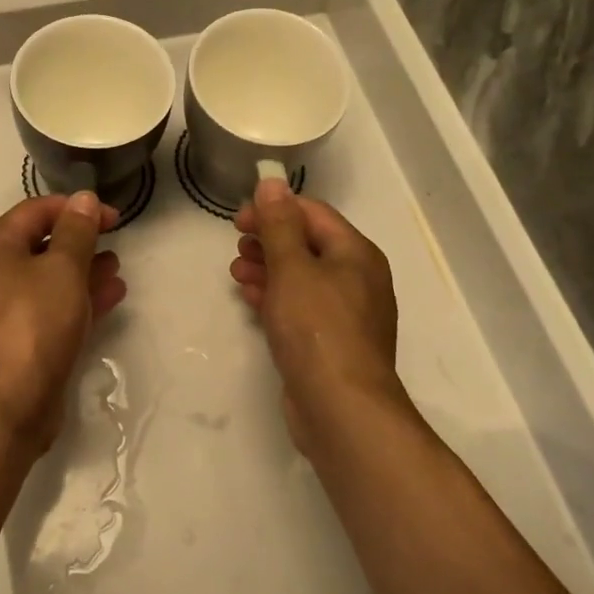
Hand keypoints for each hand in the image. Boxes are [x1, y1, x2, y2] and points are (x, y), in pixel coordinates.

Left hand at [0, 192, 126, 450]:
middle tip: (116, 241)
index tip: (115, 218)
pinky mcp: (19, 344)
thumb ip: (76, 231)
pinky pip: (52, 310)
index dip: (77, 208)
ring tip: (117, 269)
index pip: (37, 210)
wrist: (0, 408)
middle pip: (41, 244)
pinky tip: (111, 297)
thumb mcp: (61, 268)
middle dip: (80, 241)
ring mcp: (4, 312)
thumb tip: (83, 198)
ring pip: (49, 280)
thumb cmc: (31, 324)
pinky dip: (79, 301)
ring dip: (83, 271)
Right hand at [232, 175, 401, 453]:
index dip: (274, 209)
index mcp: (356, 254)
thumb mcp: (292, 268)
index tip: (238, 218)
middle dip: (269, 240)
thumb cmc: (317, 328)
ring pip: (302, 277)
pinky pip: (301, 306)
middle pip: (308, 244)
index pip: (313, 214)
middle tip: (236, 244)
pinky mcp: (331, 342)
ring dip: (268, 267)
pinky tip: (250, 297)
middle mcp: (357, 279)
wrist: (342, 410)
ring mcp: (346, 313)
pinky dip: (276, 296)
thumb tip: (272, 183)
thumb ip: (279, 224)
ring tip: (236, 270)